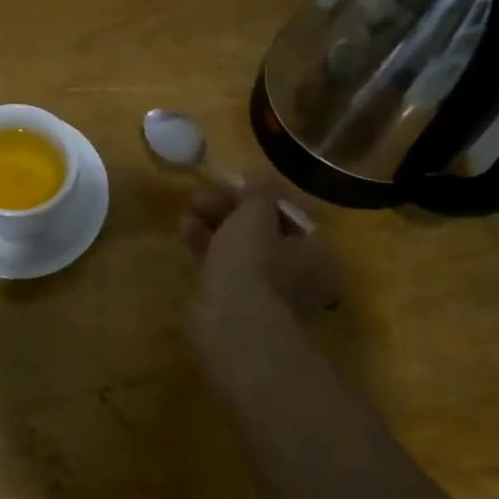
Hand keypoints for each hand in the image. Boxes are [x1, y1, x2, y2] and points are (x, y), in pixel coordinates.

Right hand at [178, 180, 340, 339]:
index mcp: (314, 251)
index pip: (288, 212)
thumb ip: (257, 191)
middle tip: (203, 192)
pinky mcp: (237, 300)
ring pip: (239, 245)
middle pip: (261, 228)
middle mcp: (297, 271)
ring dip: (213, 223)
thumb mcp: (255, 214)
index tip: (232, 180)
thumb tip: (258, 173)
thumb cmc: (253, 262)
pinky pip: (223, 264)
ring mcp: (266, 289)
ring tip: (189, 208)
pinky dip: (206, 245)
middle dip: (229, 206)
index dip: (258, 194)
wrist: (231, 324)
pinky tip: (184, 230)